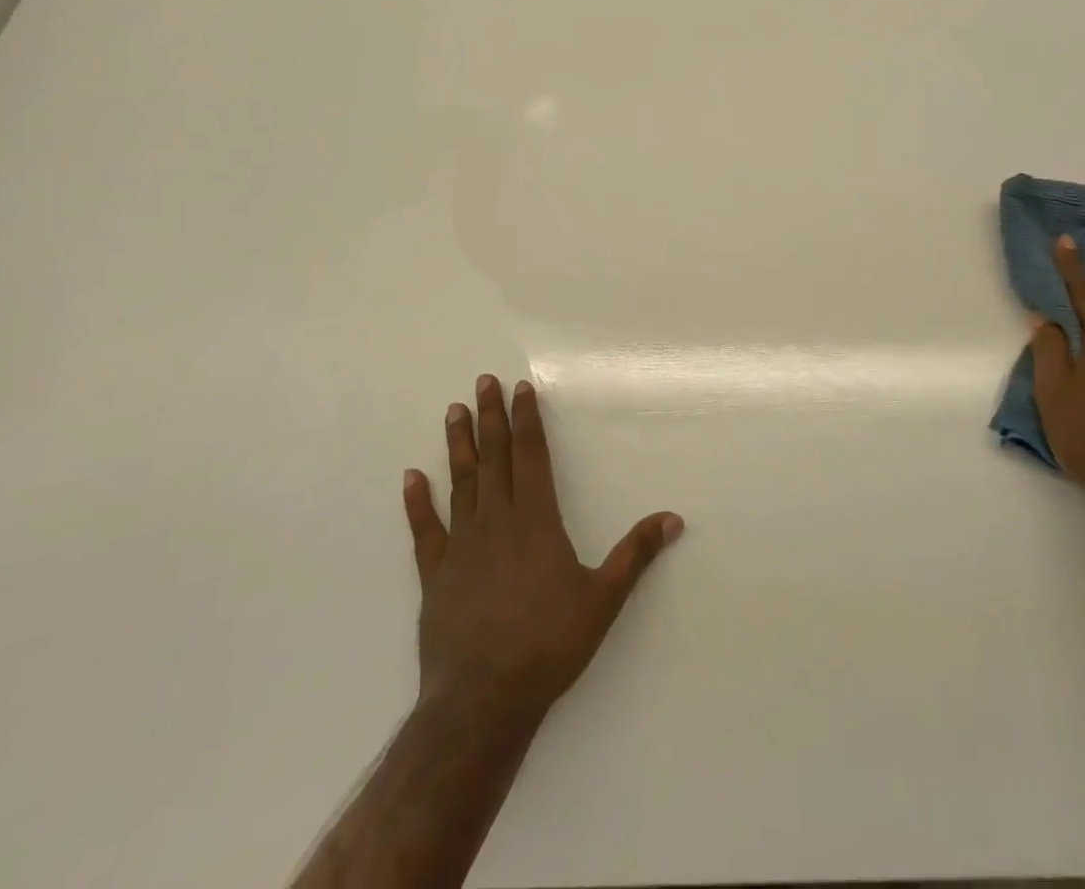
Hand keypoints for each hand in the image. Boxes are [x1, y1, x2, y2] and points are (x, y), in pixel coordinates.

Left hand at [402, 376, 683, 727]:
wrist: (482, 701)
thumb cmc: (548, 645)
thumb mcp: (603, 599)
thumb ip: (635, 554)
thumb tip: (673, 518)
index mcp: (536, 521)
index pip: (531, 456)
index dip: (526, 420)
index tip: (519, 388)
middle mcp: (497, 522)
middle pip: (494, 459)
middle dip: (491, 418)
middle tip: (482, 382)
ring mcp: (461, 547)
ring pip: (461, 484)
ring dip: (458, 446)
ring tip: (452, 412)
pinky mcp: (435, 576)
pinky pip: (425, 531)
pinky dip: (417, 503)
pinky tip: (411, 477)